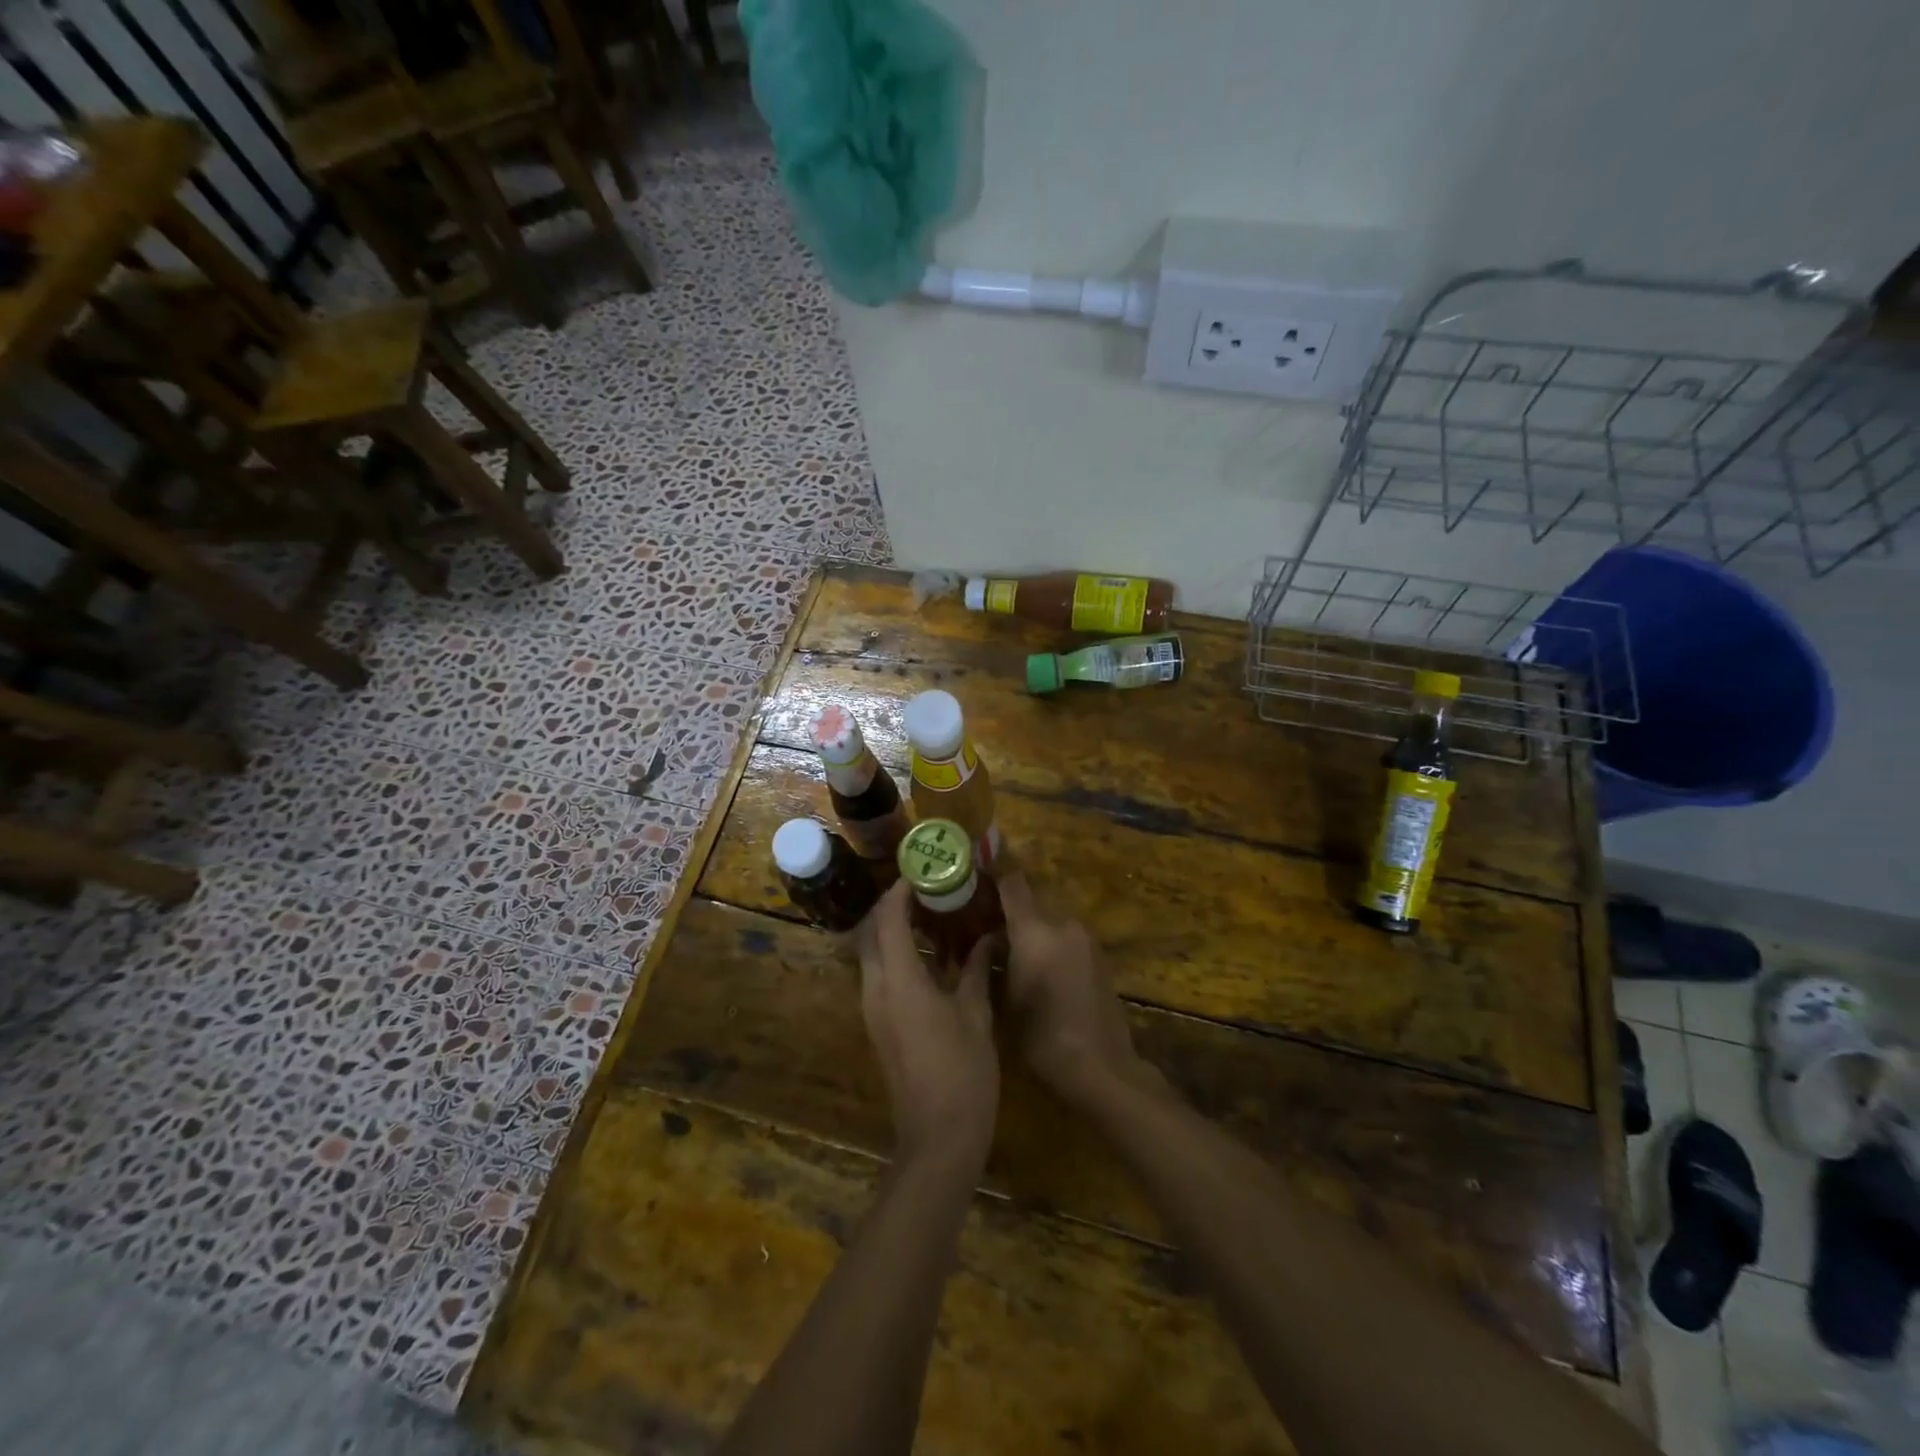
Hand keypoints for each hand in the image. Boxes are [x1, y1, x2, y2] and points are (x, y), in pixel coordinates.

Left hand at [856, 880, 998, 1170]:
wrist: (938, 1138)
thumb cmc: (963, 1071)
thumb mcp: (975, 1013)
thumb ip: (975, 968)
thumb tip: (988, 935)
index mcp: (898, 980)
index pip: (888, 918)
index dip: (901, 890)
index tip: (923, 871)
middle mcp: (876, 988)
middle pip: (873, 932)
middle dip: (895, 907)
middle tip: (930, 891)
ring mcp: (874, 1009)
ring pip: (875, 954)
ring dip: (897, 931)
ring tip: (935, 916)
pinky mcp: (880, 1025)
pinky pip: (882, 976)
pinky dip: (900, 956)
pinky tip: (934, 957)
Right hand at [999, 873, 1153, 1109]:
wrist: (1102, 1069)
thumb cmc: (1043, 1039)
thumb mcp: (1004, 1001)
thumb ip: (994, 960)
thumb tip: (986, 938)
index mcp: (1036, 932)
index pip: (1013, 883)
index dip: (995, 865)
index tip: (979, 854)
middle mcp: (1064, 925)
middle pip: (1031, 903)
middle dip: (1007, 909)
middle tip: (982, 920)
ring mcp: (1086, 940)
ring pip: (1048, 923)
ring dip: (1029, 930)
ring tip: (1007, 949)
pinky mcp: (1099, 957)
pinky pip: (1065, 939)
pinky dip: (1048, 944)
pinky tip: (1037, 969)